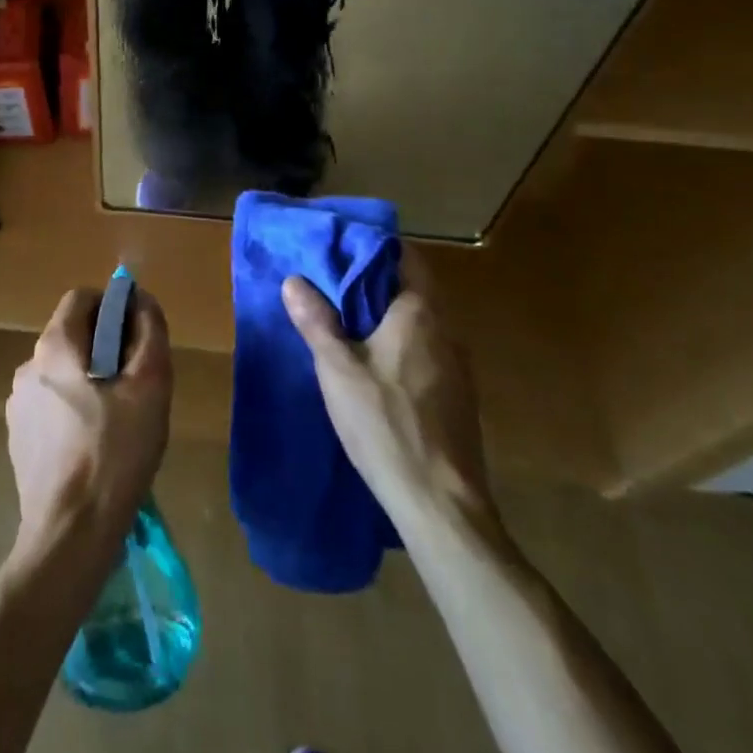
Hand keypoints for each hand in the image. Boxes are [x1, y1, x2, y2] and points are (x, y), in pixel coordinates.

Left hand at [7, 287, 172, 562]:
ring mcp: (17, 404)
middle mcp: (28, 366)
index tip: (137, 337)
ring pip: (62, 371)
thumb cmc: (115, 453)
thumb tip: (142, 300)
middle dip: (106, 347)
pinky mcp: (17, 437)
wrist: (70, 536)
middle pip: (72, 335)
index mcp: (54, 346)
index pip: (82, 297)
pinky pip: (51, 404)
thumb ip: (149, 332)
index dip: (113, 306)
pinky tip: (94, 446)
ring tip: (118, 421)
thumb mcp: (150, 386)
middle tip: (135, 384)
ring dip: (91, 380)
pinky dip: (73, 410)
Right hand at [282, 270, 495, 532]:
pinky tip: (376, 365)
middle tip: (333, 282)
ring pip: (421, 321)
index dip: (374, 248)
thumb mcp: (337, 369)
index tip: (341, 248)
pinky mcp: (458, 397)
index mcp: (419, 312)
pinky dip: (402, 343)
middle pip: (413, 288)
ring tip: (348, 321)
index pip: (405, 257)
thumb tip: (294, 280)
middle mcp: (446, 330)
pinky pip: (427, 351)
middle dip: (375, 282)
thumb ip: (316, 321)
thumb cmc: (386, 424)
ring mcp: (458, 365)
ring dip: (388, 315)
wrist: (441, 504)